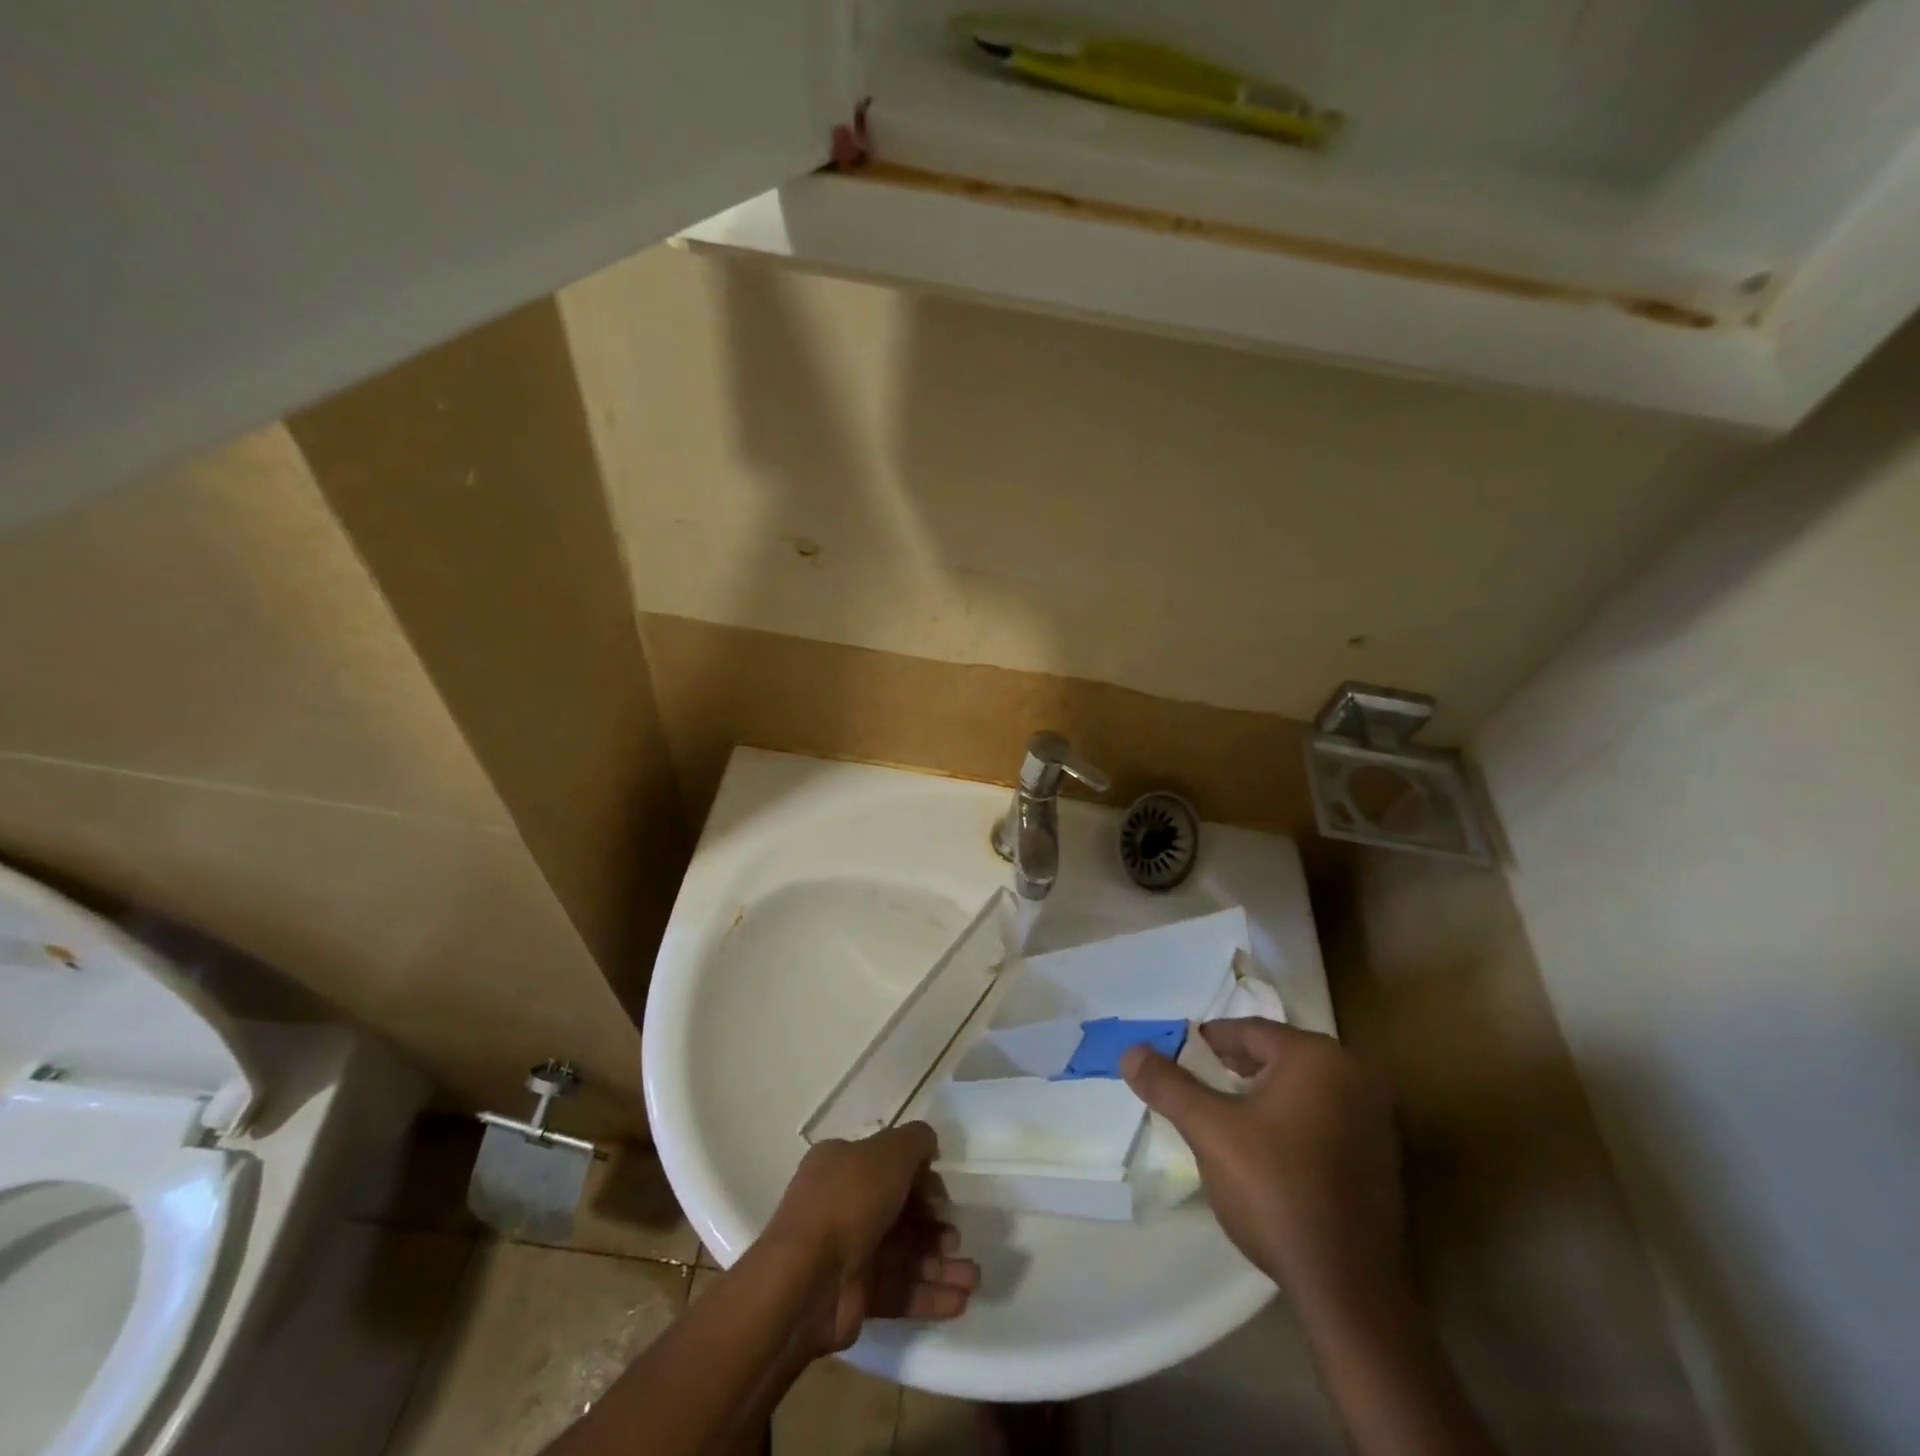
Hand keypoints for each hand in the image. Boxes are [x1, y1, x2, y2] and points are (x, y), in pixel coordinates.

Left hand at [761, 1123, 979, 1355]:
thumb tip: (929, 1144)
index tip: (944, 1194)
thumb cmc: (849, 1201)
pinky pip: (897, 1289)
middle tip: (958, 1238)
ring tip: (973, 1278)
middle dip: (934, 1226)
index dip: (920, 1178)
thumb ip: (915, 1141)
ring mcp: (847, 1252)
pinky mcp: (854, 1296)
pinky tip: (959, 1301)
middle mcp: (842, 1204)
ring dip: (939, 1264)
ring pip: (903, 1253)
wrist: (805, 1281)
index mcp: (842, 1165)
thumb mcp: (888, 1153)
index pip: (887, 1165)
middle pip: (899, 1211)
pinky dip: (928, 1294)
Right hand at [1122, 1019, 1403, 1317]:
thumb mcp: (1209, 1131)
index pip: (1249, 1031)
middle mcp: (1354, 1075)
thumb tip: (1131, 1052)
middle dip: (1233, 1067)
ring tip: (1225, 1115)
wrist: (1348, 1289)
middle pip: (1278, 1055)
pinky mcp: (1383, 1157)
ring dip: (1263, 1094)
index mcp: (1317, 1057)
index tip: (1178, 1055)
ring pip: (1302, 1087)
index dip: (1208, 1041)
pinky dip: (1293, 1120)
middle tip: (1196, 1083)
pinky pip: (1325, 1117)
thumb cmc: (1274, 1190)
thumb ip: (1168, 1085)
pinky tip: (1268, 1149)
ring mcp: (1376, 1118)